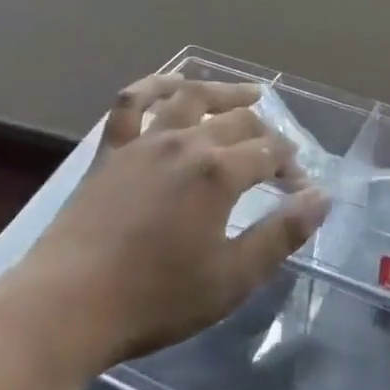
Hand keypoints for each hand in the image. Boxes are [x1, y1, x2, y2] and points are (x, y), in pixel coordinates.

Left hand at [0, 76, 331, 377]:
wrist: (67, 306)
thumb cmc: (155, 299)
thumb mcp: (231, 278)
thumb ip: (281, 234)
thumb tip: (322, 196)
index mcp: (219, 172)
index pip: (270, 152)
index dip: (291, 164)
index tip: (300, 187)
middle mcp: (186, 143)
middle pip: (237, 121)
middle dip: (267, 132)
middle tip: (279, 152)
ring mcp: (144, 141)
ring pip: (191, 99)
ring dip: (224, 92)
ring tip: (248, 93)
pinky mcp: (110, 150)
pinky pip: (132, 103)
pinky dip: (155, 85)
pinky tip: (173, 83)